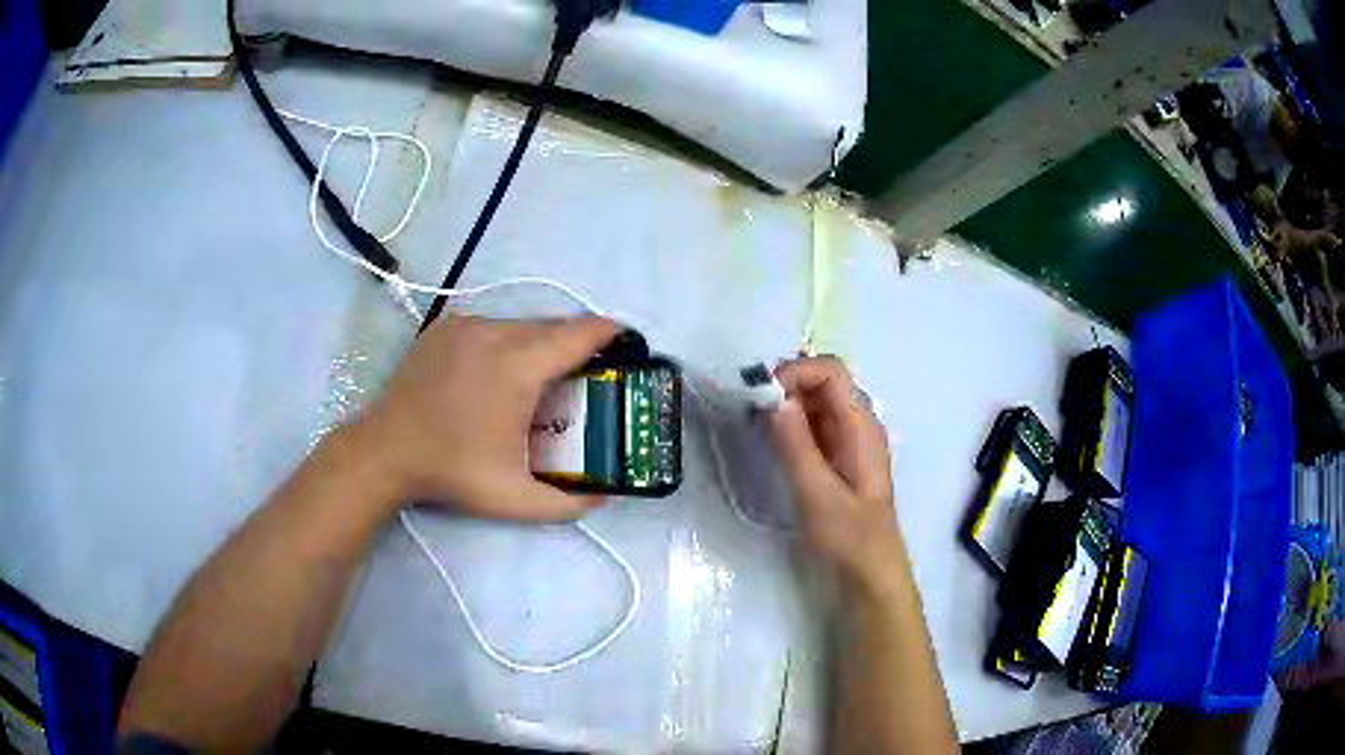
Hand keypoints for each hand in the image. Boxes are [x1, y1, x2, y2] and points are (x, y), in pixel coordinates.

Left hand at [345, 314, 617, 519]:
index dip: (608, 334)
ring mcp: (466, 325)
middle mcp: (495, 332)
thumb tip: (603, 497)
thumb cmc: (452, 472)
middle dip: (575, 343)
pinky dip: (507, 341)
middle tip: (585, 373)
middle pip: (552, 326)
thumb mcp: (515, 499)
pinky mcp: (445, 327)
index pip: (578, 334)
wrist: (385, 451)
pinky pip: (492, 325)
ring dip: (540, 343)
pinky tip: (499, 371)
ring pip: (521, 324)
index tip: (626, 341)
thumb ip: (568, 504)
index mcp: (518, 366)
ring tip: (541, 376)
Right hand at [766, 356, 899, 587]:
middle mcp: (859, 423)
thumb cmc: (849, 536)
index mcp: (862, 426)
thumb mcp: (817, 493)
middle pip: (823, 382)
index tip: (761, 395)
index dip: (796, 371)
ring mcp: (851, 439)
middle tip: (751, 411)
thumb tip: (773, 398)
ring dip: (786, 405)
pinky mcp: (840, 455)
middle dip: (786, 386)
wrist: (872, 572)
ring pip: (816, 402)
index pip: (832, 372)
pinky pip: (815, 424)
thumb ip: (795, 444)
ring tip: (756, 426)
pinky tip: (772, 443)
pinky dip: (791, 424)